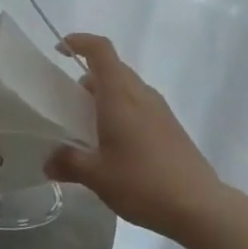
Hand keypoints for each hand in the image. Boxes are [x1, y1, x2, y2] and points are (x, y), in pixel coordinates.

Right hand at [45, 34, 222, 240]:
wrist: (199, 206)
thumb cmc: (142, 182)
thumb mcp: (97, 176)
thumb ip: (69, 163)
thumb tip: (48, 163)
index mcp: (120, 94)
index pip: (100, 50)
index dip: (79, 42)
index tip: (60, 50)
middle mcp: (140, 93)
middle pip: (112, 68)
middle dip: (87, 77)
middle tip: (67, 101)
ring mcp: (159, 109)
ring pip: (126, 88)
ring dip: (105, 96)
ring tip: (87, 126)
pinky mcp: (170, 126)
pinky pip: (139, 105)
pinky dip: (121, 112)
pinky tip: (114, 144)